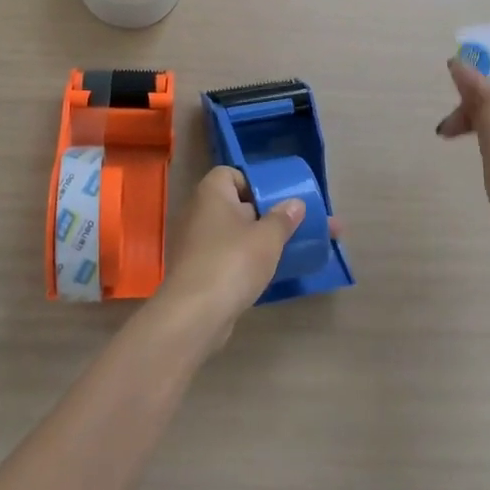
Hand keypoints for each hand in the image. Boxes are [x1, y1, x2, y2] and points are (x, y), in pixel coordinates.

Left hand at [151, 167, 307, 350]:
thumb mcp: (267, 238)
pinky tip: (268, 275)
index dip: (253, 183)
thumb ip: (283, 218)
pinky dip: (245, 263)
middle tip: (293, 226)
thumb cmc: (232, 262)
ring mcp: (194, 244)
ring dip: (258, 241)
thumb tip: (295, 204)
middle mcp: (198, 213)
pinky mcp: (197, 272)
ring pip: (233, 235)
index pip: (230, 174)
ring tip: (290, 251)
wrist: (195, 315)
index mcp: (211, 193)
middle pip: (235, 206)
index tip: (276, 201)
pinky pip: (226, 258)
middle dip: (265, 215)